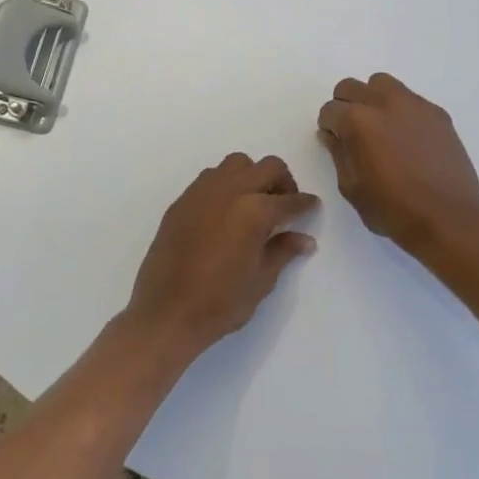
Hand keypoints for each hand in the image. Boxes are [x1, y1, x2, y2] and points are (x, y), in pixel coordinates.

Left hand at [122, 154, 318, 365]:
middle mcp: (229, 191)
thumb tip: (305, 239)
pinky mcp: (181, 202)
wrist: (165, 314)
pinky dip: (226, 185)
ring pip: (237, 164)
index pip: (290, 201)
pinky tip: (226, 213)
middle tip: (285, 207)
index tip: (312, 207)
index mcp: (254, 212)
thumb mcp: (261, 281)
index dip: (305, 205)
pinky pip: (210, 178)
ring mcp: (201, 193)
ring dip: (252, 177)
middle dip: (283, 182)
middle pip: (267, 167)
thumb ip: (283, 251)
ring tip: (254, 205)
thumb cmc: (219, 303)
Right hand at [317, 74, 478, 253]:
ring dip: (372, 99)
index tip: (336, 142)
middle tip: (352, 132)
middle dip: (345, 106)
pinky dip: (400, 110)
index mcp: (357, 121)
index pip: (330, 110)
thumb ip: (338, 153)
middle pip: (351, 87)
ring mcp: (414, 105)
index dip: (329, 127)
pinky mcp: (437, 113)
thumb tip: (332, 134)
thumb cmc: (393, 209)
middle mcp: (384, 103)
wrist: (448, 217)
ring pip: (382, 84)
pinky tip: (407, 138)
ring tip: (380, 128)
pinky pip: (410, 99)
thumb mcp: (351, 188)